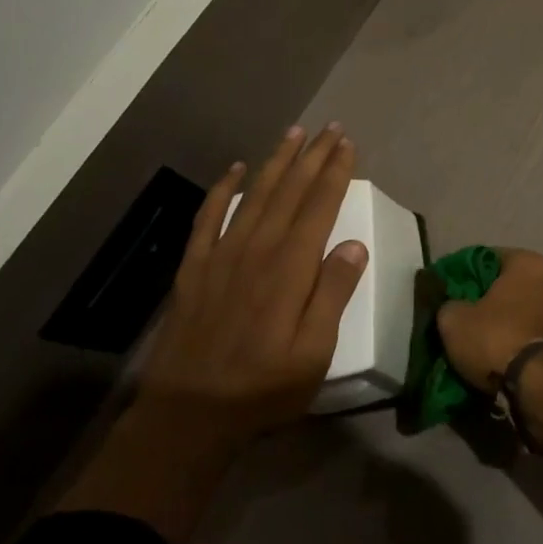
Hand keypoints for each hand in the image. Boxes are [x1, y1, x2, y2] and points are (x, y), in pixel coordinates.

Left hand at [135, 124, 367, 447]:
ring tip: (293, 133)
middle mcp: (257, 249)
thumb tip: (354, 244)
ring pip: (254, 195)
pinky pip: (208, 217)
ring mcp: (222, 255)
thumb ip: (333, 295)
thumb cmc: (263, 388)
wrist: (188, 414)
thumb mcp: (314, 354)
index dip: (335, 173)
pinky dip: (222, 189)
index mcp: (290, 268)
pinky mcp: (195, 268)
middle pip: (289, 191)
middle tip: (330, 128)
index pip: (319, 207)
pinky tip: (233, 169)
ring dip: (275, 161)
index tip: (348, 145)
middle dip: (312, 157)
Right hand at [437, 248, 542, 391]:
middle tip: (471, 317)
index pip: (493, 258)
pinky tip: (509, 360)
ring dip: (514, 324)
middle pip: (515, 286)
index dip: (470, 273)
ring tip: (490, 344)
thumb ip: (451, 305)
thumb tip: (453, 307)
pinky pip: (540, 338)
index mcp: (528, 263)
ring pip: (530, 313)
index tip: (455, 290)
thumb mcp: (454, 320)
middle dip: (496, 300)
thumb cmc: (496, 336)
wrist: (538, 382)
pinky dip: (526, 345)